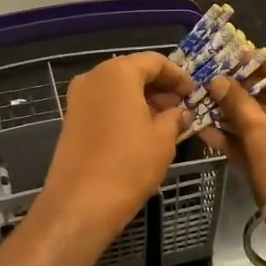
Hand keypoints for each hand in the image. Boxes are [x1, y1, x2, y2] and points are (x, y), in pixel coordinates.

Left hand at [37, 52, 194, 247]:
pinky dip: (124, 112)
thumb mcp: (163, 139)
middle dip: (159, 88)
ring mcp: (77, 99)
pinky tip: (142, 134)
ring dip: (142, 101)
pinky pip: (104, 106)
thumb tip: (179, 112)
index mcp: (117, 73)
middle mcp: (93, 78)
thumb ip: (175, 117)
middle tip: (182, 108)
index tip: (194, 93)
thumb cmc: (129, 165)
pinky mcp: (71, 120)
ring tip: (166, 123)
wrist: (81, 203)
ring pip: (117, 90)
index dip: (178, 75)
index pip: (154, 61)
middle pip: (133, 72)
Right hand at [198, 51, 265, 206]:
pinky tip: (213, 137)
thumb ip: (238, 105)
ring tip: (207, 110)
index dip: (261, 60)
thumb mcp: (261, 136)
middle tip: (214, 88)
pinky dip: (250, 140)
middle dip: (246, 90)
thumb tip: (218, 80)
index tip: (232, 63)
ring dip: (242, 116)